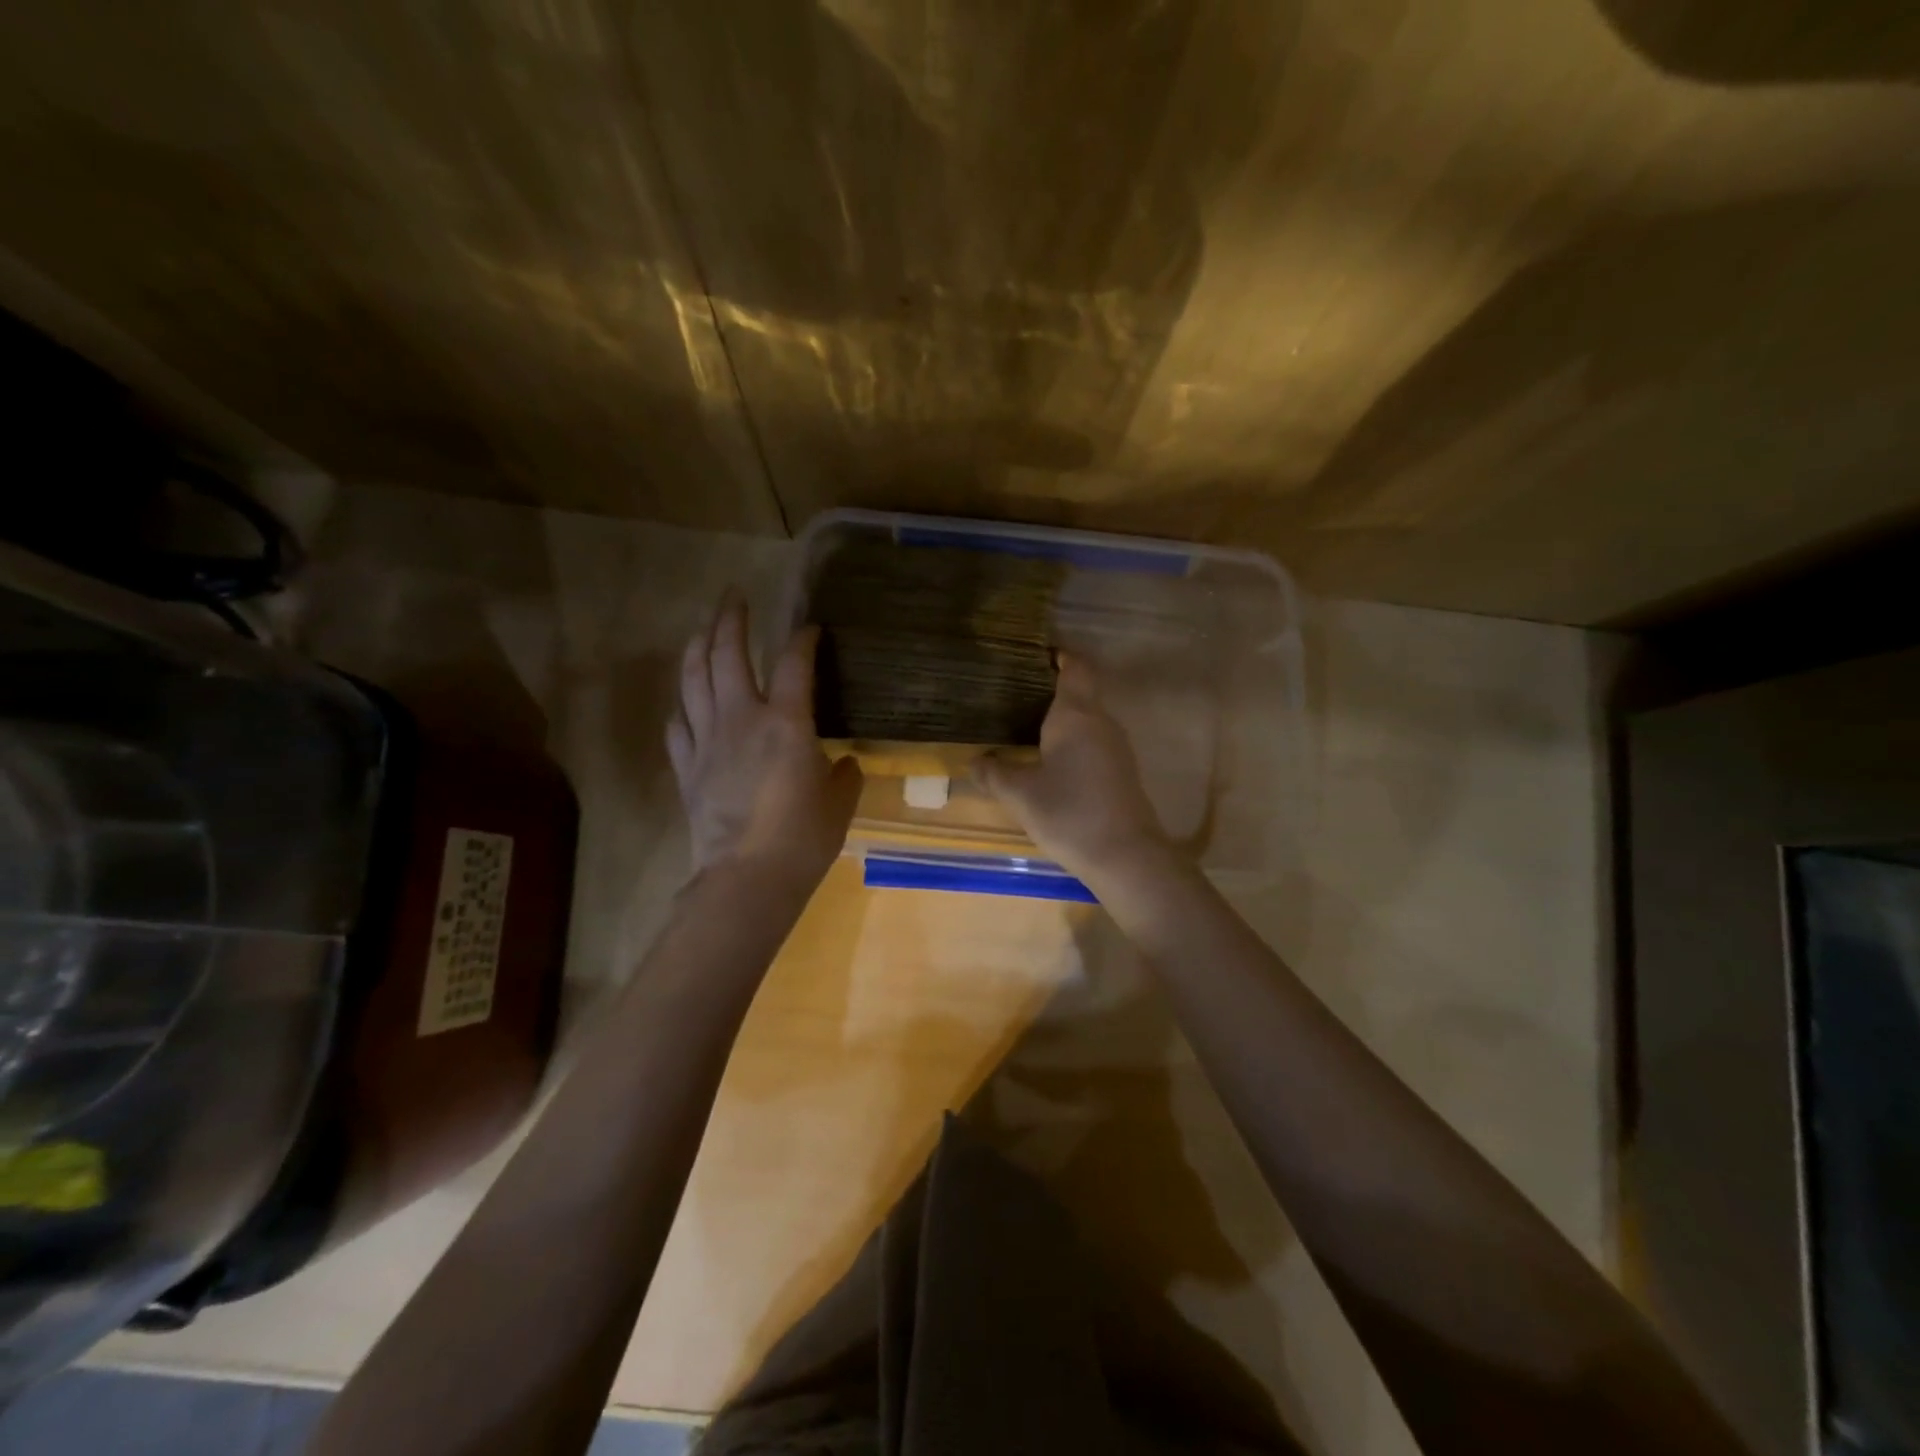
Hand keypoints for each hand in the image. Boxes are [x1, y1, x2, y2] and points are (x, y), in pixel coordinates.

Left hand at [666, 594, 862, 887]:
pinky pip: (678, 723)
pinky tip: (687, 699)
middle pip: (728, 654)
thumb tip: (845, 763)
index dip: (803, 639)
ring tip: (704, 628)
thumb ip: (844, 774)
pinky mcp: (686, 766)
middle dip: (730, 619)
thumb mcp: (839, 803)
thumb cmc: (803, 839)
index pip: (793, 662)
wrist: (746, 878)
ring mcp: (707, 740)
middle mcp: (741, 718)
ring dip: (698, 646)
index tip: (810, 629)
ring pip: (693, 678)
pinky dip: (683, 704)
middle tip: (734, 596)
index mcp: (786, 722)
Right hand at [979, 653, 1176, 888]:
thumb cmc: (1069, 813)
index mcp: (1075, 715)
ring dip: (1061, 720)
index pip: (1075, 668)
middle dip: (1051, 690)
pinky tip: (1050, 763)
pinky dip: (1072, 743)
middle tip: (1014, 694)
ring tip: (1026, 727)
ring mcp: (1116, 747)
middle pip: (1080, 692)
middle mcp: (1101, 722)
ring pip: (1087, 720)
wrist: (1125, 856)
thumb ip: (993, 773)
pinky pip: (1093, 743)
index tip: (1037, 654)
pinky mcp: (1121, 771)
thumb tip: (975, 761)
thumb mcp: (1019, 794)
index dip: (1060, 655)